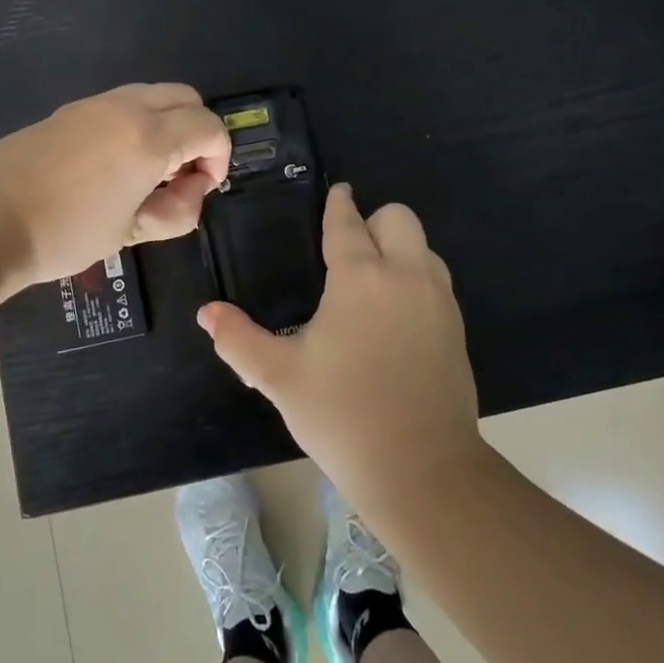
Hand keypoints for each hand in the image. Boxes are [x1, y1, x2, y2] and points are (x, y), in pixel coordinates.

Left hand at [0, 83, 230, 292]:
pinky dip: (135, 124)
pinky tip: (112, 166)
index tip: (203, 188)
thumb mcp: (130, 232)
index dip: (219, 157)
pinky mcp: (67, 112)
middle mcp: (125, 108)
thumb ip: (176, 211)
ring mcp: (92, 104)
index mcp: (149, 137)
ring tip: (147, 173)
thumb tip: (191, 191)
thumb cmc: (65, 233)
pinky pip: (119, 105)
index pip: (209, 127)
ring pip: (151, 95)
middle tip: (181, 175)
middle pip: (186, 97)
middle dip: (197, 132)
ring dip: (166, 125)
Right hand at [198, 184, 484, 509]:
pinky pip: (436, 280)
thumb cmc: (342, 415)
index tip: (335, 193)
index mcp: (360, 277)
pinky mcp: (457, 328)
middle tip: (348, 251)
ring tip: (370, 283)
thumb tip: (206, 313)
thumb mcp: (279, 377)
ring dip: (399, 249)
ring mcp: (439, 301)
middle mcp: (405, 276)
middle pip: (398, 218)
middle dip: (374, 221)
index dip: (338, 204)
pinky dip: (415, 279)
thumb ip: (238, 339)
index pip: (348, 222)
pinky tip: (394, 317)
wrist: (421, 469)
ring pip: (423, 247)